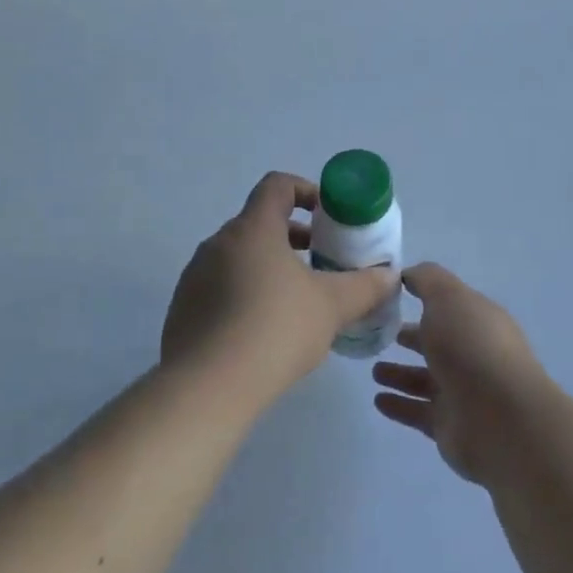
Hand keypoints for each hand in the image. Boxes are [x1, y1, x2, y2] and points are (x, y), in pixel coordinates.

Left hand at [163, 172, 398, 406]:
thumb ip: (364, 286)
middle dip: (294, 237)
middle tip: (322, 262)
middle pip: (259, 223)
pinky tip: (264, 330)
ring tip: (298, 300)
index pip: (277, 185)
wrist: (207, 387)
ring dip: (270, 266)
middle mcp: (218, 243)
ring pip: (239, 257)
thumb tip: (389, 275)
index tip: (329, 216)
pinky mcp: (183, 309)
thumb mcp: (332, 306)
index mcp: (253, 229)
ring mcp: (196, 276)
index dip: (306, 191)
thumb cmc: (275, 329)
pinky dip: (246, 293)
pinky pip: (220, 287)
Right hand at [372, 263, 548, 483]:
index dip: (423, 297)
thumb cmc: (472, 347)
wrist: (500, 419)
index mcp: (478, 320)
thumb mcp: (449, 297)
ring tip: (373, 369)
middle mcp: (472, 354)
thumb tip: (408, 274)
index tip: (389, 295)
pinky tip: (378, 399)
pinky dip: (399, 405)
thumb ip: (427, 280)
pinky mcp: (449, 425)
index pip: (448, 305)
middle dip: (410, 337)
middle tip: (377, 334)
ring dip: (400, 374)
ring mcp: (462, 392)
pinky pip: (418, 411)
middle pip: (436, 342)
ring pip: (424, 379)